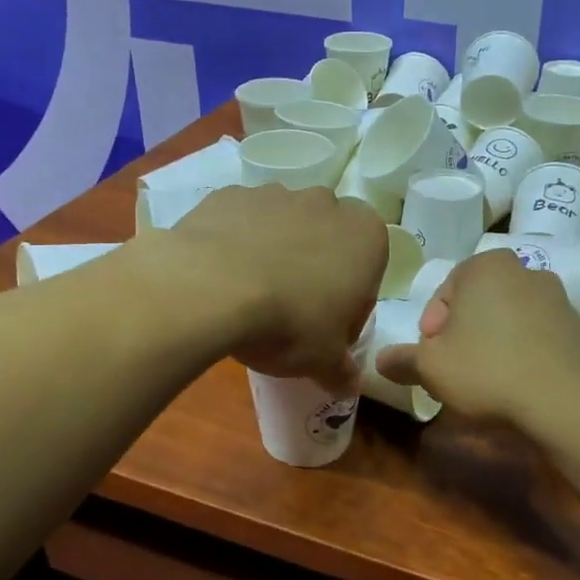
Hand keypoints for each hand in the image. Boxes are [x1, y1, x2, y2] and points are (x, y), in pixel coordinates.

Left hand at [152, 184, 386, 392]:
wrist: (211, 289)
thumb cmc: (289, 323)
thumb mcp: (324, 361)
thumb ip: (343, 370)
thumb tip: (349, 386)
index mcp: (366, 236)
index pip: (369, 271)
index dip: (350, 304)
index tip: (328, 329)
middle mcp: (326, 204)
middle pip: (327, 241)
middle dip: (315, 271)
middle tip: (292, 313)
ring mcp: (276, 192)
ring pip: (284, 226)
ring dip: (276, 254)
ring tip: (251, 296)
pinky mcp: (231, 194)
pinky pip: (242, 222)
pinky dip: (237, 244)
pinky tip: (222, 277)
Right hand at [375, 251, 579, 425]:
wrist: (560, 402)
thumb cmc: (485, 371)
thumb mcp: (430, 367)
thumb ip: (402, 359)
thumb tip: (381, 360)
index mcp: (485, 266)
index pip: (445, 293)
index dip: (433, 328)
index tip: (433, 356)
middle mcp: (524, 269)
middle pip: (478, 302)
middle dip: (464, 331)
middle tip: (455, 367)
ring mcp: (556, 296)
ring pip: (508, 316)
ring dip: (494, 339)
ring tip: (487, 377)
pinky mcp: (577, 325)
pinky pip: (537, 333)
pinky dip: (523, 349)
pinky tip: (517, 380)